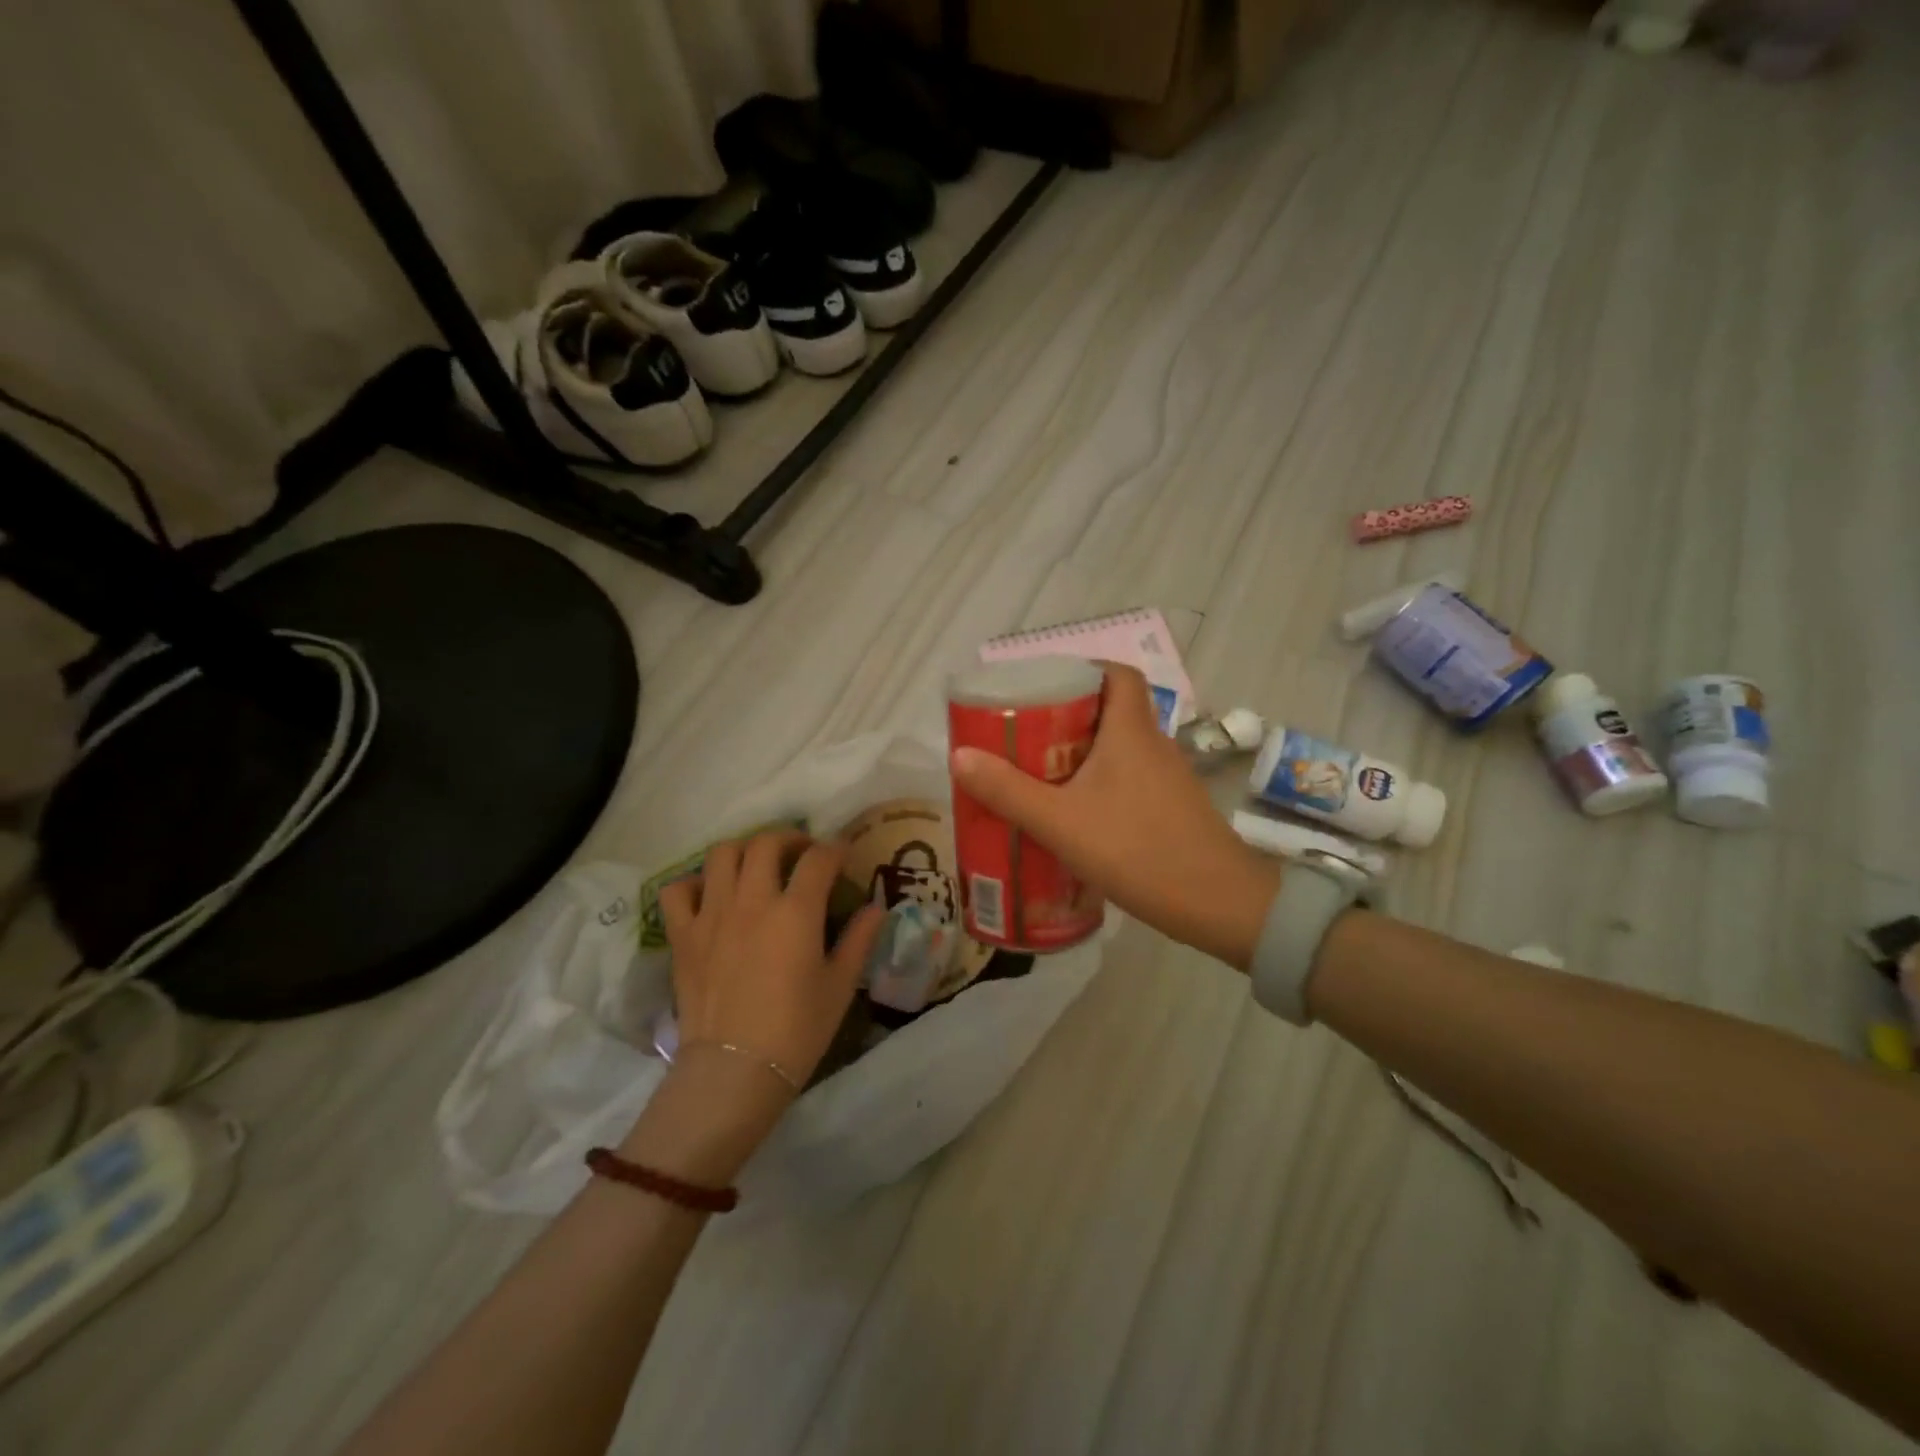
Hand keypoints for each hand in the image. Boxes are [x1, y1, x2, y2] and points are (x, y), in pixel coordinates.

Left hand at [659, 831, 884, 1089]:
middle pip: (766, 843)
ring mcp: (712, 914)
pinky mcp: (683, 935)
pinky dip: (695, 883)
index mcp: (796, 912)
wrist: (734, 1071)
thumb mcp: (840, 985)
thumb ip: (859, 940)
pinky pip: (678, 890)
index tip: (843, 853)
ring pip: (722, 854)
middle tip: (802, 853)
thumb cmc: (797, 1030)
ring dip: (744, 850)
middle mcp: (753, 901)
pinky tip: (711, 895)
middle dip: (789, 838)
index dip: (835, 849)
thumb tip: (876, 908)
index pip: (818, 859)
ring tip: (757, 865)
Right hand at [950, 665, 1280, 969]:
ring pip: (1119, 748)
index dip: (1084, 667)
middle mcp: (1153, 745)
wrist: (1218, 905)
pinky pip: (1129, 779)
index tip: (1044, 684)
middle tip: (1024, 734)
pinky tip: (1073, 814)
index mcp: (1131, 731)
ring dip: (1081, 753)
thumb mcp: (1061, 822)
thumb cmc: (1137, 850)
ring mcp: (1167, 779)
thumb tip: (960, 756)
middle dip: (1066, 716)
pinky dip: (1099, 784)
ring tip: (1037, 773)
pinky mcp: (1172, 809)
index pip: (1118, 673)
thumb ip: (1009, 791)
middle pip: (1111, 709)